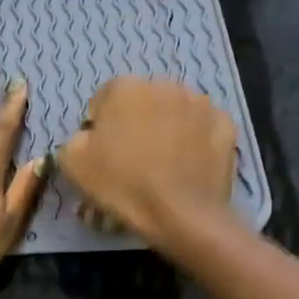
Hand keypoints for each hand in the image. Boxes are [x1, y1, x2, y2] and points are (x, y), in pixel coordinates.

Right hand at [55, 76, 236, 250]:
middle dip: (136, 122)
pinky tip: (188, 165)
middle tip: (132, 158)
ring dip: (167, 127)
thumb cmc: (122, 184)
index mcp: (125, 87)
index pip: (105, 98)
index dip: (101, 125)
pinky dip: (196, 140)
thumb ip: (74, 139)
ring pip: (175, 111)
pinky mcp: (226, 124)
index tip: (102, 152)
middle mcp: (165, 84)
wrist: (181, 214)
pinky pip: (203, 128)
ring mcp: (200, 103)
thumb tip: (89, 136)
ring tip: (164, 162)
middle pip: (143, 101)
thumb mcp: (73, 163)